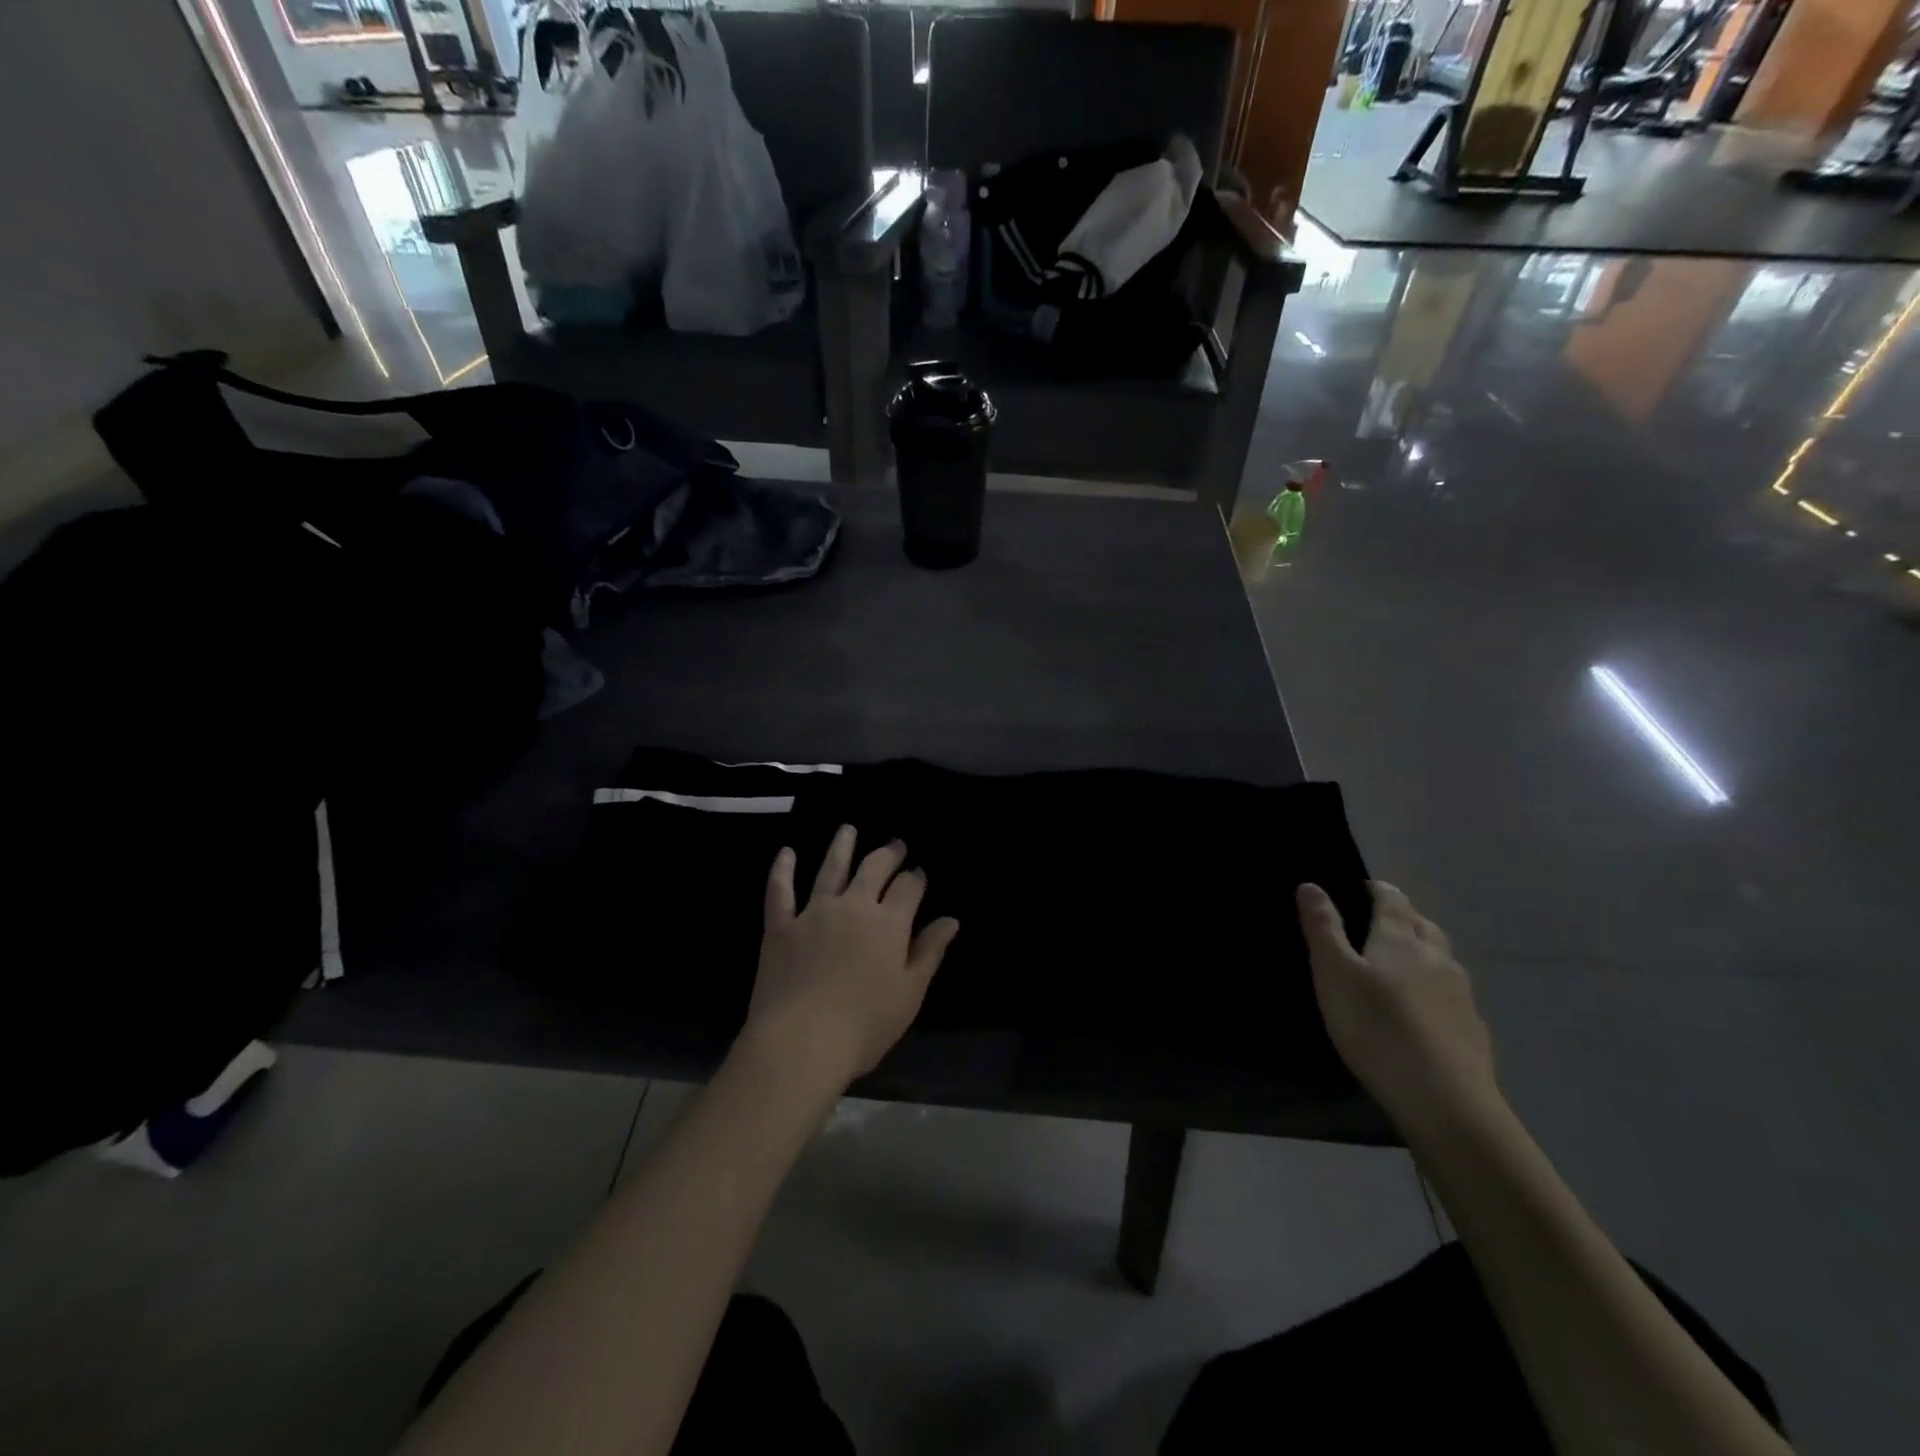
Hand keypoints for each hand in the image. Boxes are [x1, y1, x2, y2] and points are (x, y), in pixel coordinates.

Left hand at [743, 825, 959, 1090]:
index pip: (908, 888)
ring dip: (841, 846)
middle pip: (873, 869)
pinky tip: (786, 853)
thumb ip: (929, 952)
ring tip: (848, 829)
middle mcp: (853, 906)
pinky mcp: (780, 926)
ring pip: (830, 868)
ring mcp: (814, 913)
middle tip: (895, 844)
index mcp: (888, 923)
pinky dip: (782, 870)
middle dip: (887, 854)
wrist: (800, 1042)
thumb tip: (950, 919)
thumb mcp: (909, 993)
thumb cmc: (864, 1025)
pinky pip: (780, 890)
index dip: (916, 877)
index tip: (919, 872)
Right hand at [1297, 881, 1501, 1138]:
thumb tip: (1311, 885)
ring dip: (1424, 952)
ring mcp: (1461, 995)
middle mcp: (1436, 958)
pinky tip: (1425, 1011)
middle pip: (1423, 926)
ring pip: (1443, 960)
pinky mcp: (1473, 1030)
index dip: (1379, 889)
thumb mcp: (1333, 973)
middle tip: (1382, 922)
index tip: (1365, 886)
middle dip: (1404, 917)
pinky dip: (1437, 991)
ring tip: (1404, 964)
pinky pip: (1453, 996)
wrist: (1443, 1098)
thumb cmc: (1375, 1026)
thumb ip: (1322, 928)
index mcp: (1400, 940)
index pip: (1393, 901)